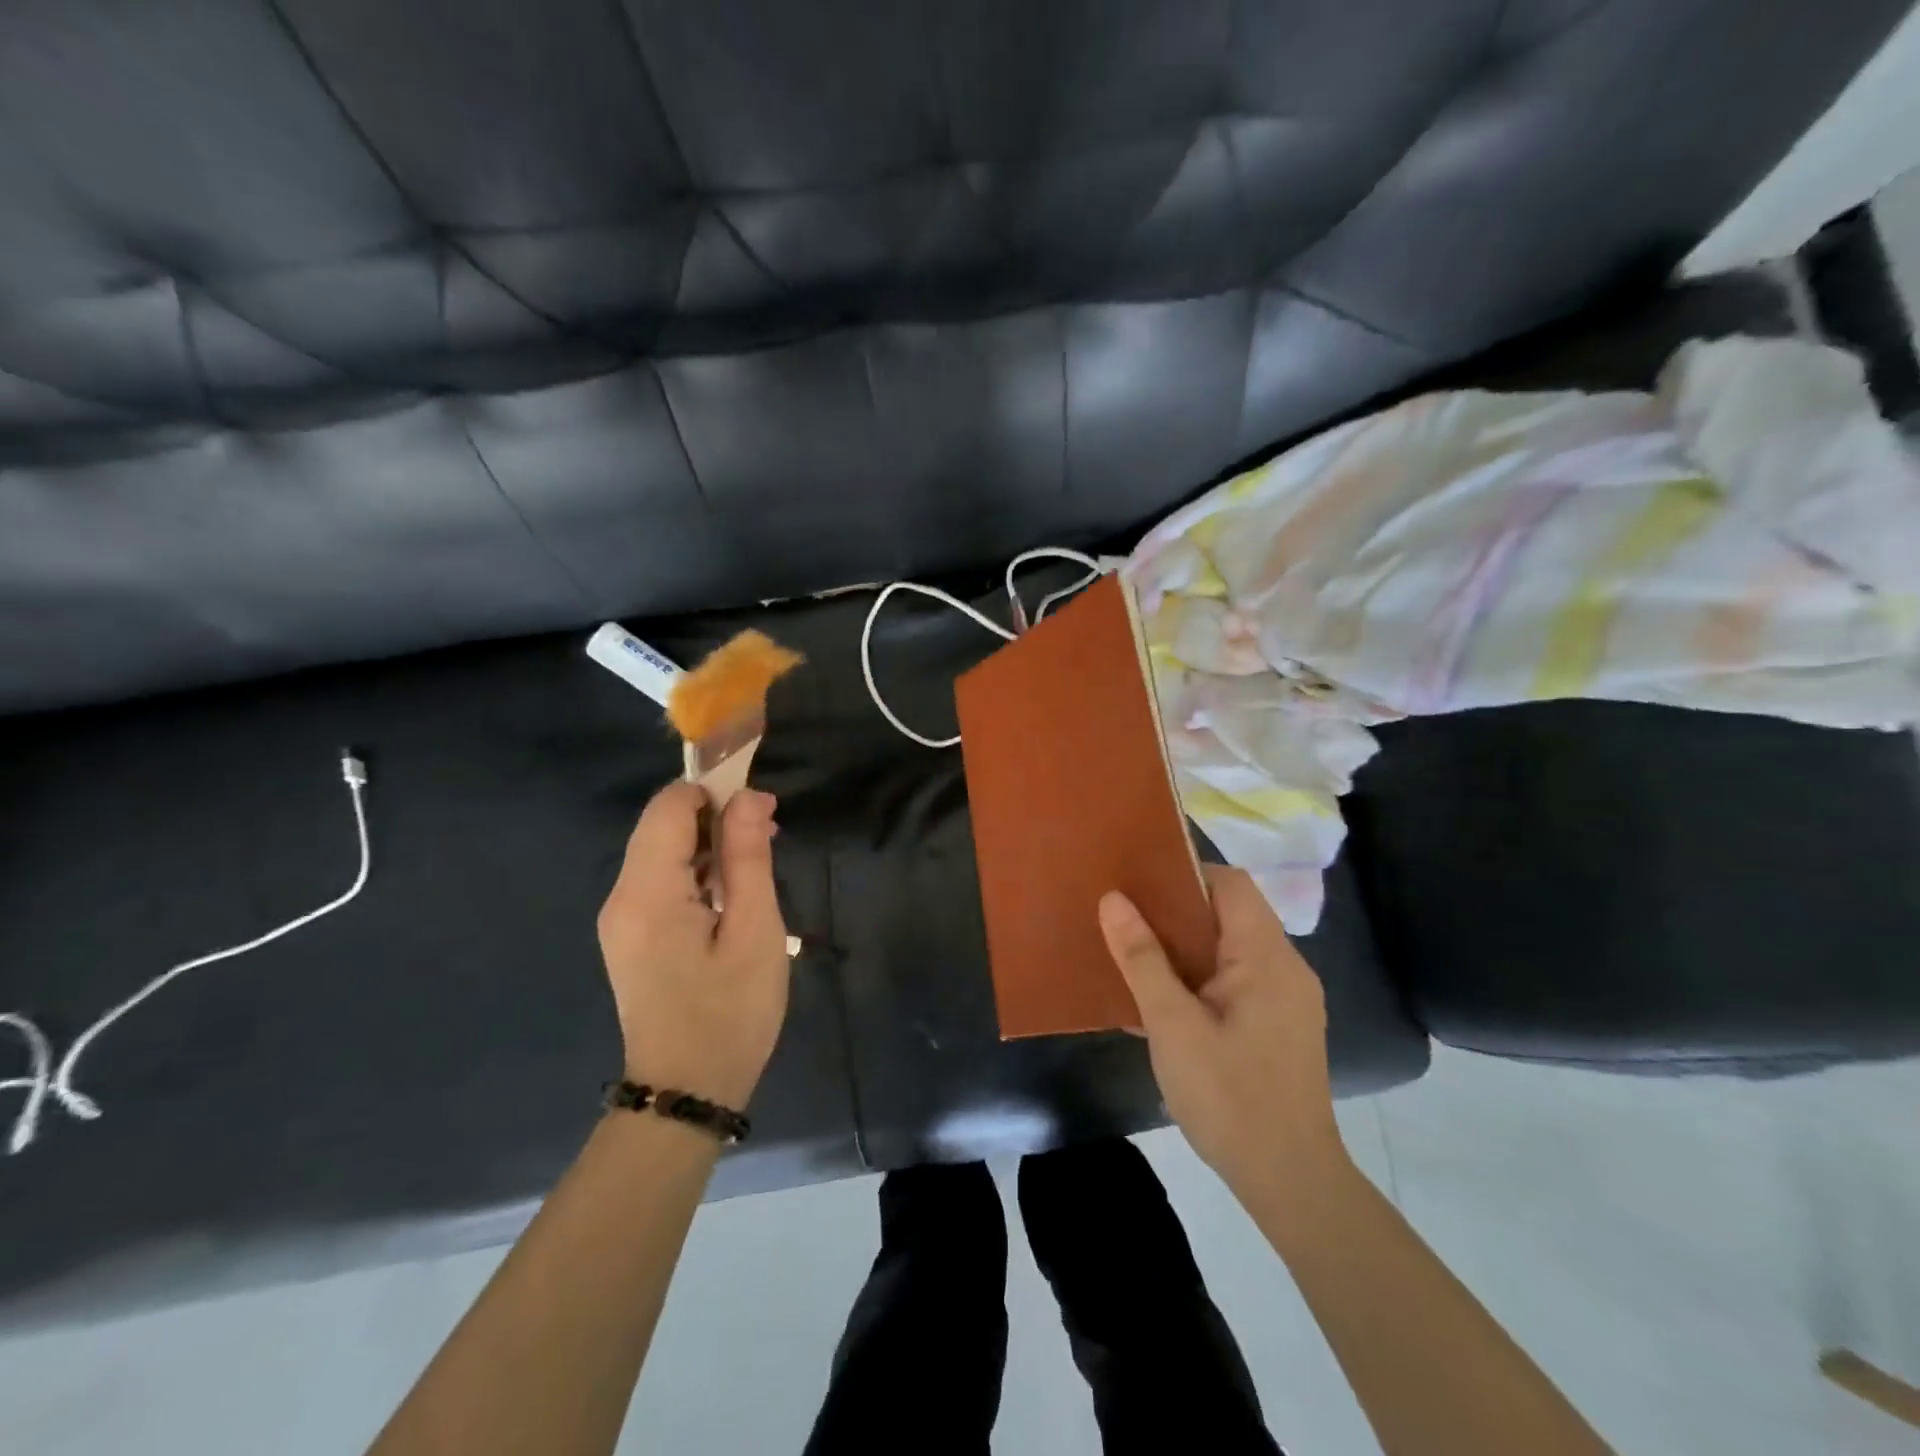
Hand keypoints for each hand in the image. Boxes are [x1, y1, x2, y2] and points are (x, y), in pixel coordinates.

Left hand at [597, 782, 790, 1108]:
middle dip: (716, 816)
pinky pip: (660, 879)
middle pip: (662, 825)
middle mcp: (621, 896)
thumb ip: (748, 857)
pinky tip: (731, 894)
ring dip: (710, 843)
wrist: (686, 1094)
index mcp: (647, 892)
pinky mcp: (630, 934)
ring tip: (758, 864)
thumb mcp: (755, 930)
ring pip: (663, 850)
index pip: (669, 806)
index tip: (761, 810)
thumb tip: (748, 797)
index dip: (715, 791)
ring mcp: (620, 917)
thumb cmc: (730, 1012)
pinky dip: (697, 870)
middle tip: (769, 837)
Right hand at [1098, 865, 1347, 1198]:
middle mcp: (1285, 968)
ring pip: (1231, 949)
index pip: (1230, 884)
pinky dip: (1201, 977)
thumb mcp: (1173, 1025)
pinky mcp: (1281, 1026)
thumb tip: (1113, 899)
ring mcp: (1287, 999)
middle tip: (1126, 917)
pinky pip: (1237, 980)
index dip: (1185, 874)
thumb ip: (1142, 959)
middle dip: (1177, 912)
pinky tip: (1164, 1001)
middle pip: (1230, 913)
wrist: (1290, 1181)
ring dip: (1186, 947)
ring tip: (1136, 954)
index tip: (1138, 884)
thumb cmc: (1229, 1097)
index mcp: (1267, 957)